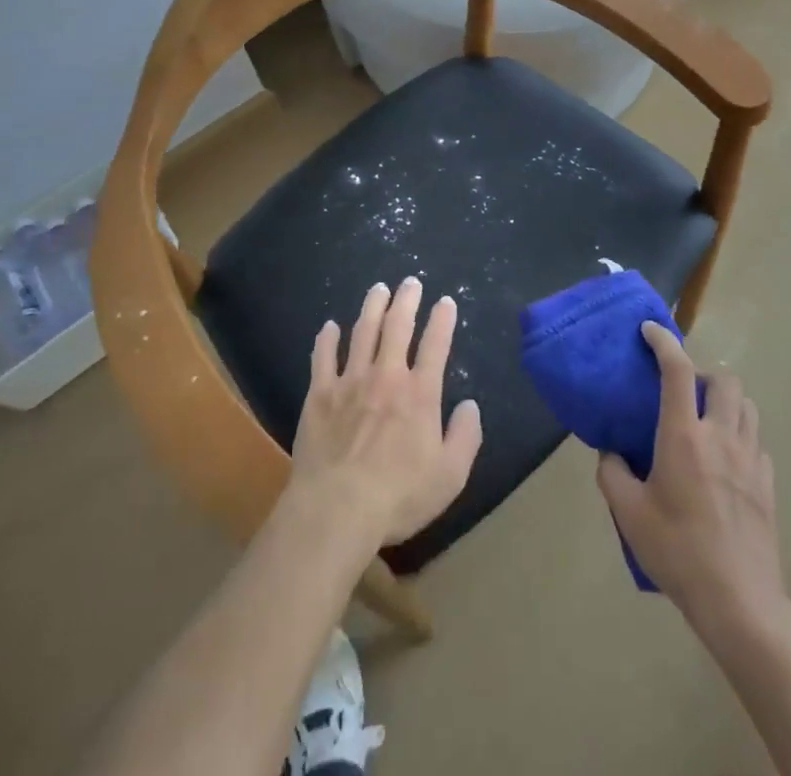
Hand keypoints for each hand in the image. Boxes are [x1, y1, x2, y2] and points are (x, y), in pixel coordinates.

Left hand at [287, 277, 482, 550]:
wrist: (337, 508)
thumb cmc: (398, 496)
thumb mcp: (450, 476)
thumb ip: (465, 437)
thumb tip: (470, 406)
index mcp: (420, 394)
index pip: (435, 345)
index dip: (442, 321)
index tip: (446, 302)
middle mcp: (386, 376)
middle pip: (397, 326)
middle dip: (407, 300)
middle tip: (410, 282)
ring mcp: (350, 381)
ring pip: (362, 332)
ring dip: (372, 307)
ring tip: (378, 289)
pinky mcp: (320, 394)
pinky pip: (323, 357)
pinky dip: (327, 339)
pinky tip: (330, 326)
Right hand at [596, 322, 789, 636]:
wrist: (739, 602)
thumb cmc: (678, 551)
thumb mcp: (628, 513)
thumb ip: (613, 474)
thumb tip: (611, 453)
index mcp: (683, 436)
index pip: (677, 369)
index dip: (664, 341)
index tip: (649, 330)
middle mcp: (720, 435)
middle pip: (724, 380)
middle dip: (703, 374)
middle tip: (682, 392)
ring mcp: (750, 459)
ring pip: (747, 406)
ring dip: (726, 401)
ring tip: (706, 420)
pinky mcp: (768, 484)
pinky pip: (756, 441)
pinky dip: (741, 435)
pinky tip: (726, 460)